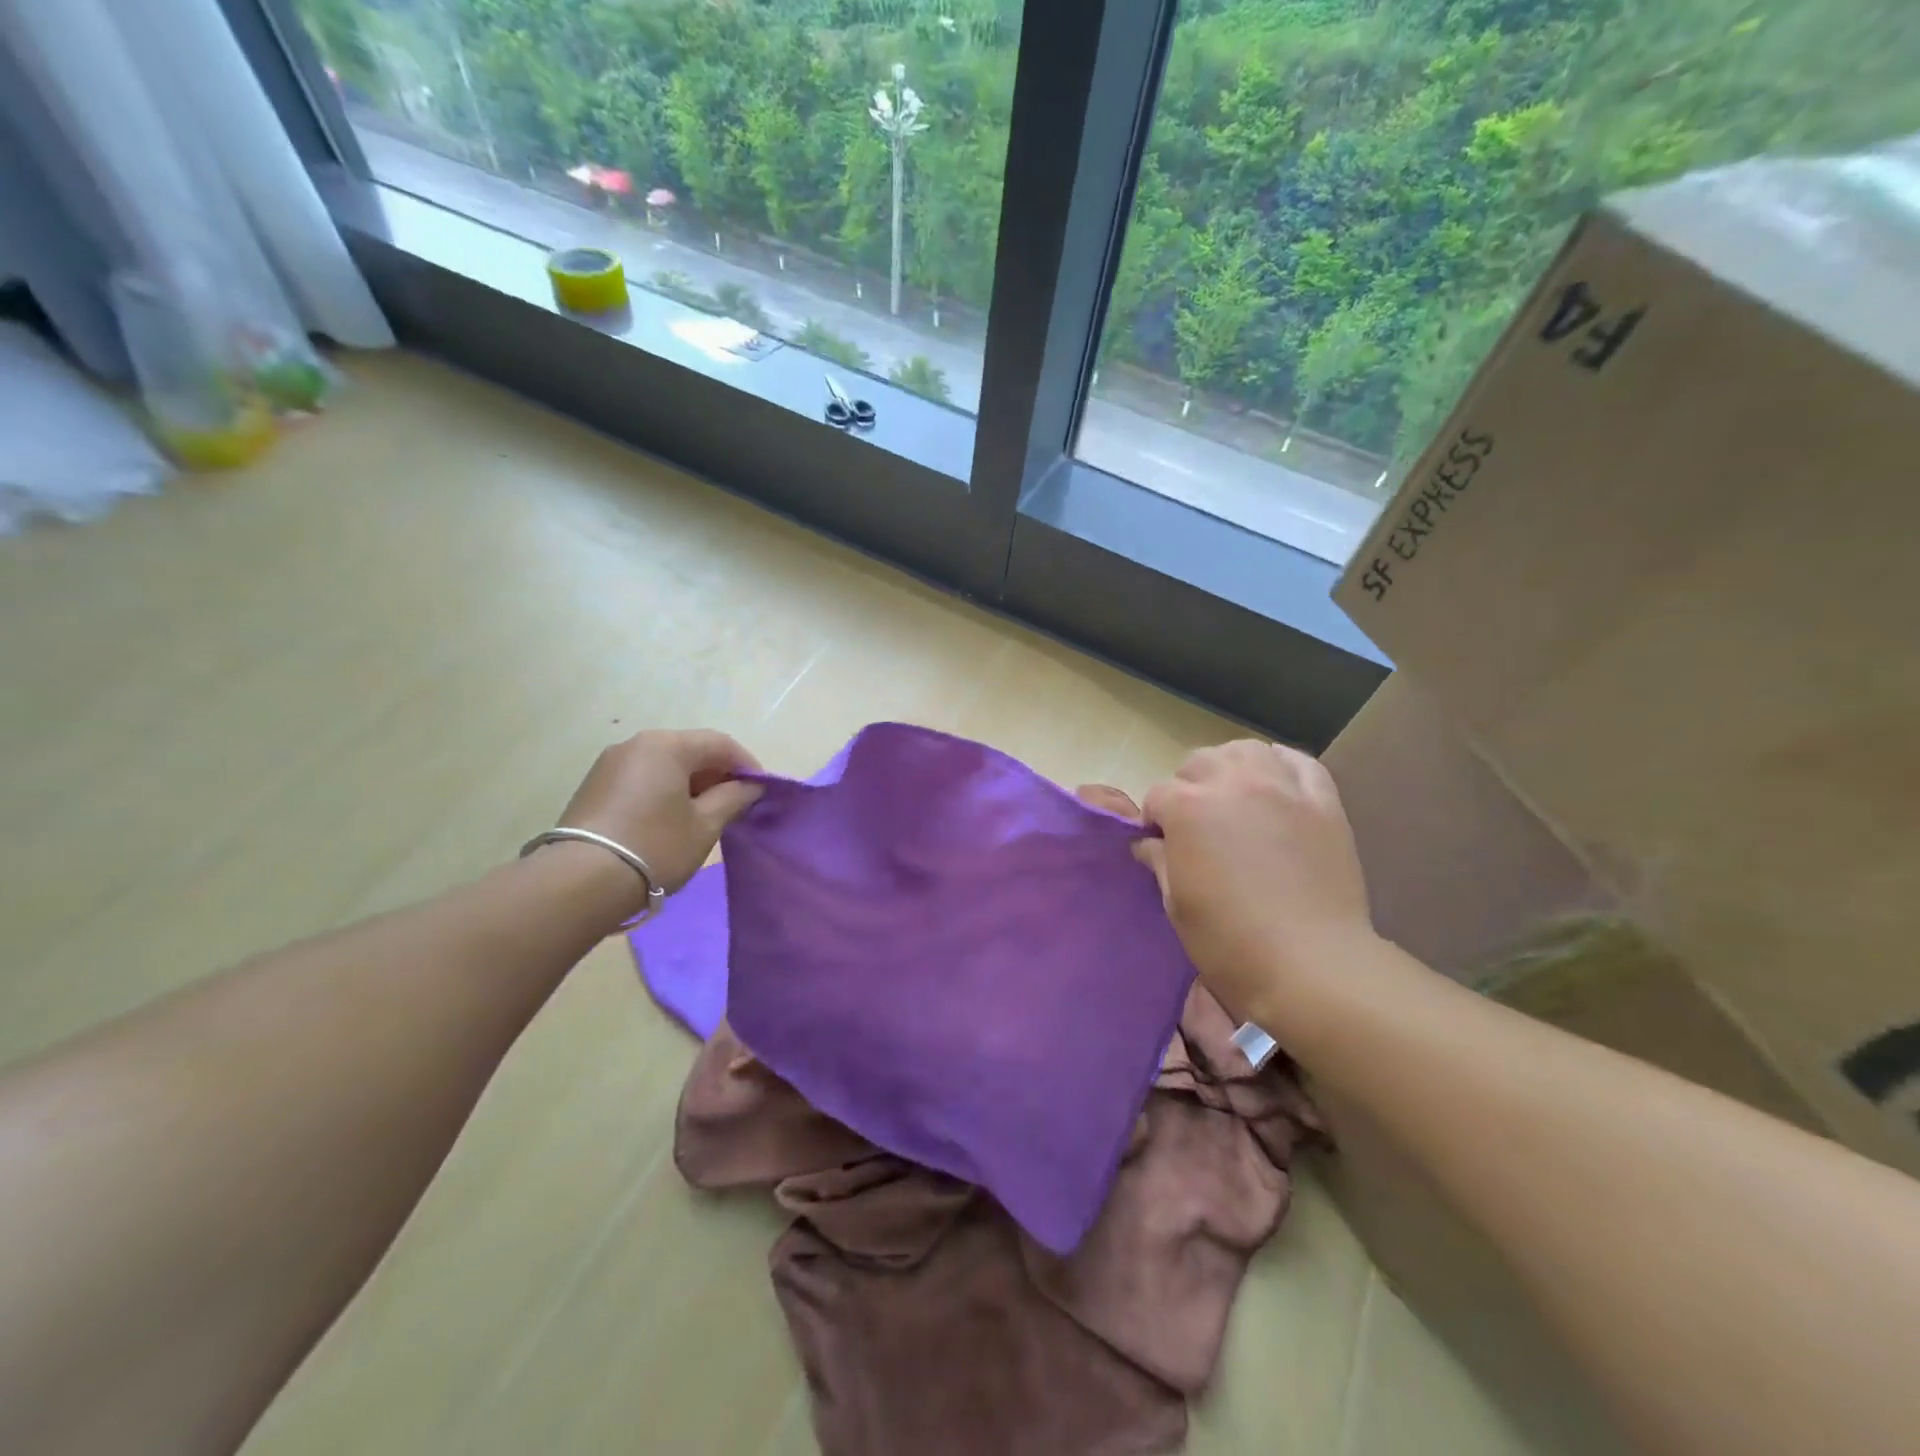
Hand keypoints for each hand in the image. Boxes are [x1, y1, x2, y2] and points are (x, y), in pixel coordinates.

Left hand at [555, 729, 763, 891]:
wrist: (580, 882)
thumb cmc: (655, 846)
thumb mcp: (705, 825)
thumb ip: (733, 798)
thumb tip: (750, 786)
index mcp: (667, 744)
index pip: (720, 743)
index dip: (747, 765)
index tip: (761, 792)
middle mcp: (637, 743)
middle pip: (691, 750)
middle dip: (717, 774)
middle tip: (735, 806)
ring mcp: (611, 763)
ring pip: (665, 764)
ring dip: (691, 784)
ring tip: (704, 816)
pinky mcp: (594, 785)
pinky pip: (643, 778)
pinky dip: (665, 791)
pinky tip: (671, 820)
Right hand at [1136, 740, 1373, 1023]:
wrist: (1311, 964)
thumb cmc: (1229, 941)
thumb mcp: (1176, 904)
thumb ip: (1159, 862)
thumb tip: (1148, 844)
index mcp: (1188, 808)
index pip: (1157, 795)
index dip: (1155, 820)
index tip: (1161, 845)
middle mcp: (1232, 783)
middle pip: (1198, 763)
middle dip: (1188, 788)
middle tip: (1196, 825)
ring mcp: (1281, 788)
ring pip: (1245, 751)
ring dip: (1231, 767)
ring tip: (1234, 797)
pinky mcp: (1322, 801)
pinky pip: (1300, 762)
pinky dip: (1281, 766)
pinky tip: (1275, 785)